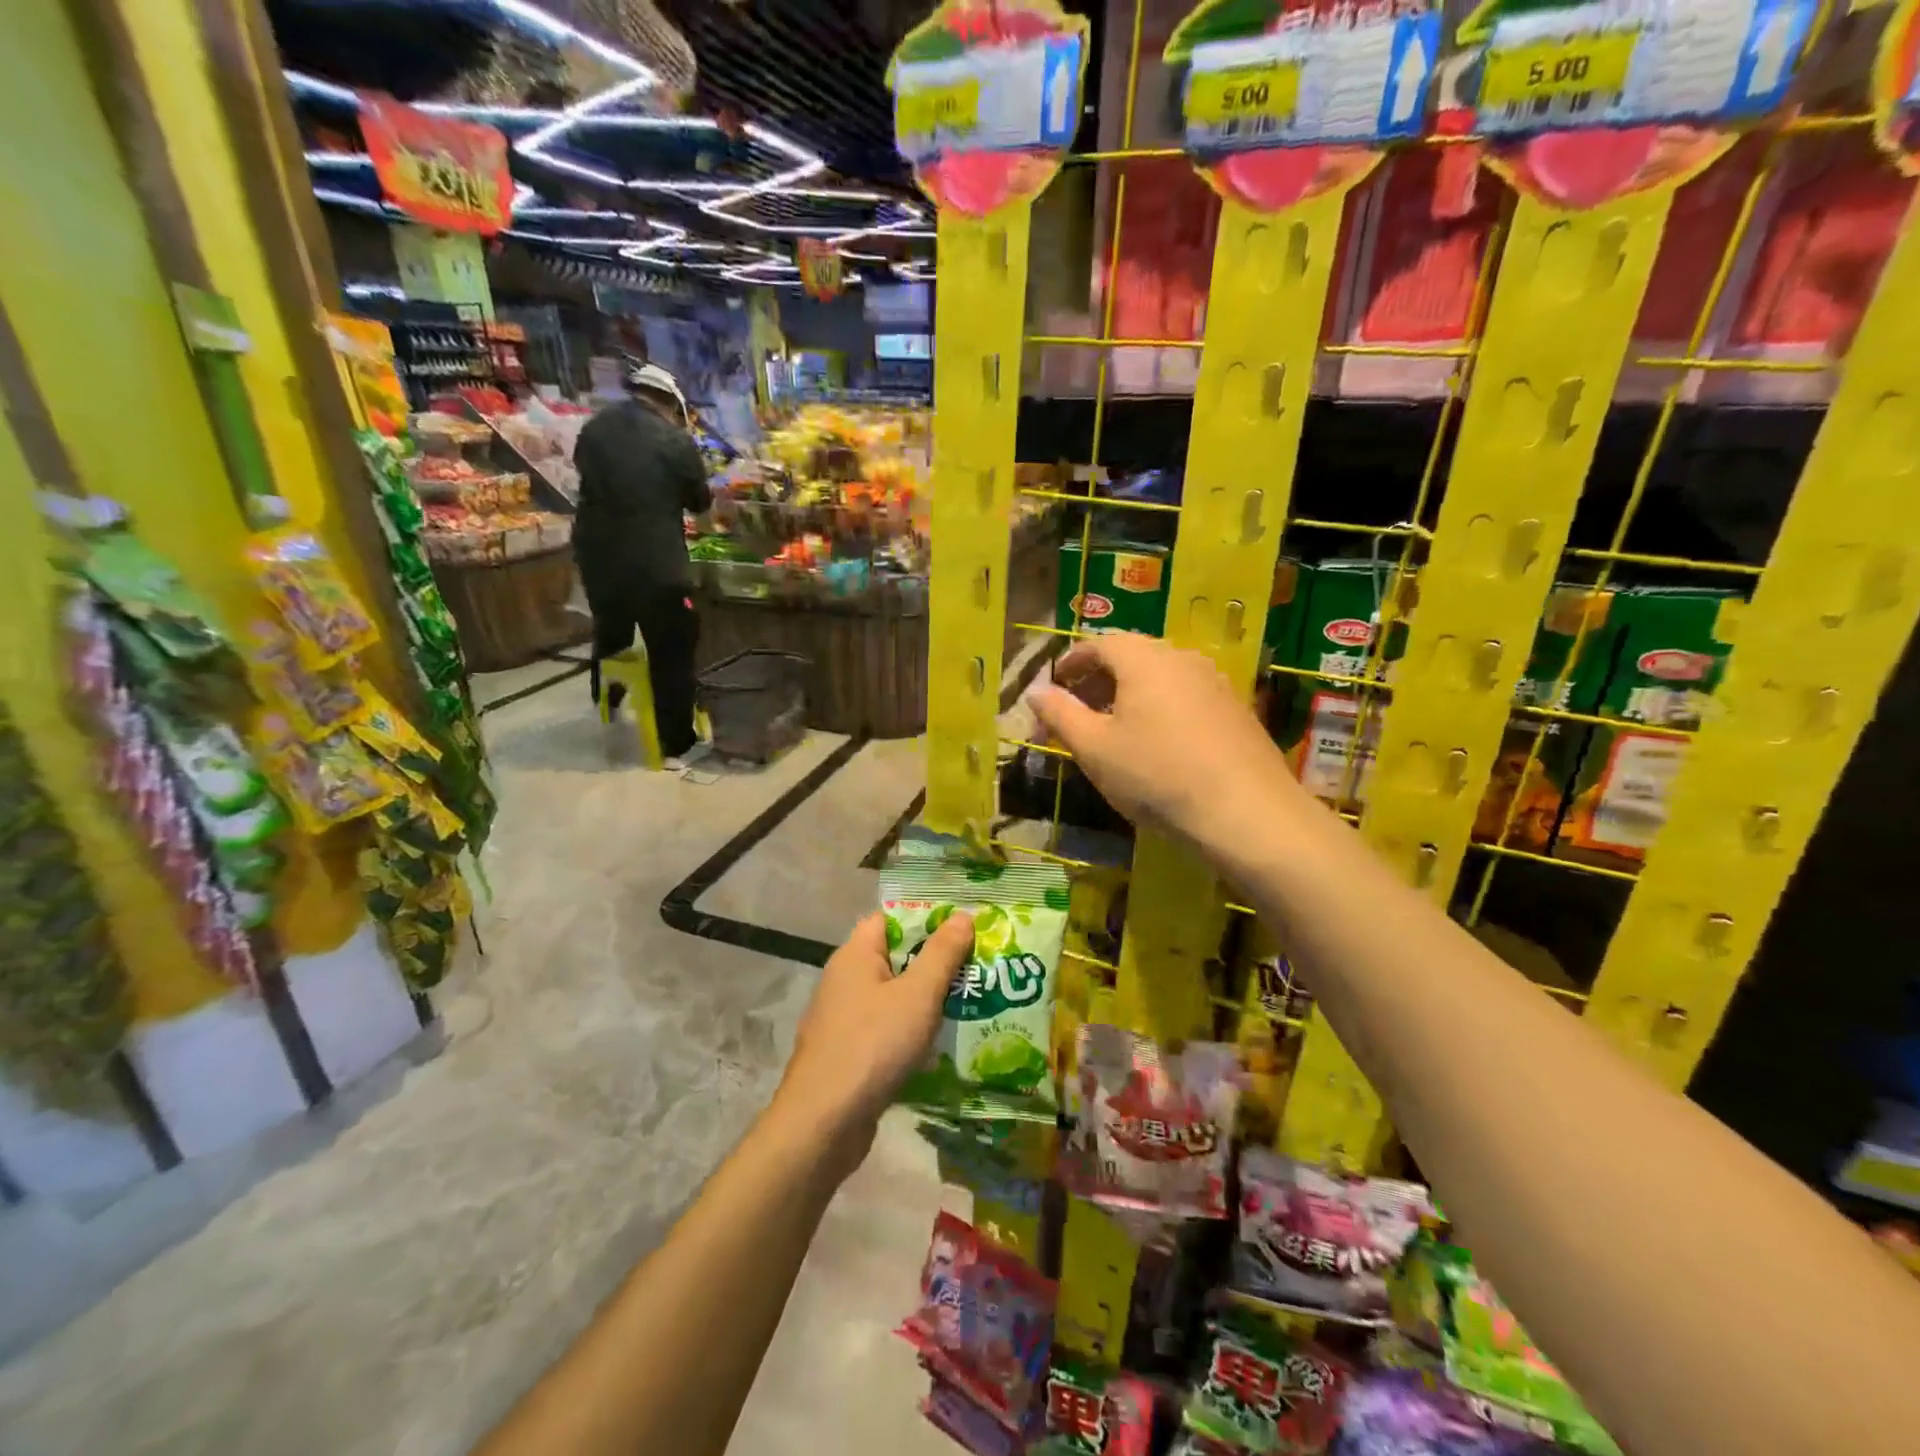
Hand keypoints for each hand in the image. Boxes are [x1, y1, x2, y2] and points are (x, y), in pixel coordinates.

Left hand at [772, 910, 975, 1170]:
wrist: (822, 1124)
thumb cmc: (872, 1045)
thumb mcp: (918, 994)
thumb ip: (942, 953)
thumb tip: (962, 915)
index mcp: (855, 954)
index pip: (891, 918)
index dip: (927, 919)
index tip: (964, 929)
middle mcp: (844, 980)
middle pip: (895, 957)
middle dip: (935, 962)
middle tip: (978, 967)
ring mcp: (843, 1018)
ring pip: (893, 996)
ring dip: (926, 1001)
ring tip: (970, 1003)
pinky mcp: (847, 1053)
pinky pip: (886, 1029)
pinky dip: (911, 1032)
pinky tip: (941, 1045)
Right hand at [1031, 632, 1303, 852]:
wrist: (1245, 812)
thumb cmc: (1156, 775)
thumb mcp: (1094, 748)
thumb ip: (1060, 714)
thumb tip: (1035, 691)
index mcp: (1143, 659)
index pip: (1100, 644)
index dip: (1072, 662)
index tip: (1055, 685)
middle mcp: (1181, 658)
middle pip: (1132, 657)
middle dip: (1099, 679)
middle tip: (1078, 711)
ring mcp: (1215, 682)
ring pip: (1160, 677)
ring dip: (1130, 694)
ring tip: (1114, 729)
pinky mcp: (1236, 709)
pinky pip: (1185, 696)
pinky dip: (1160, 708)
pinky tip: (1157, 744)